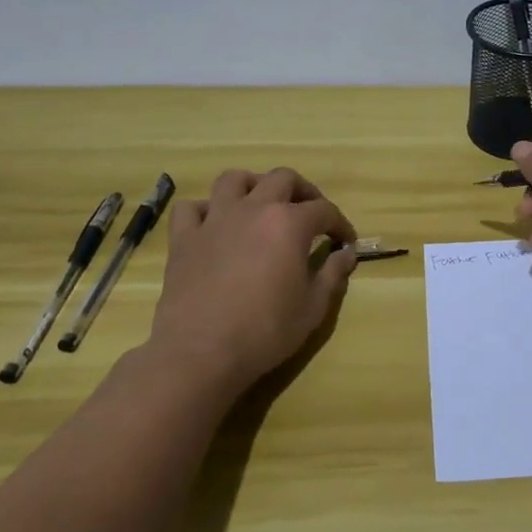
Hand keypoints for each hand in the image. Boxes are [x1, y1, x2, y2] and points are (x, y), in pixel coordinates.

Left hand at [145, 167, 356, 400]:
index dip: (340, 224)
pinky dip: (205, 210)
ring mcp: (215, 220)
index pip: (324, 210)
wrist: (201, 352)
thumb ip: (333, 274)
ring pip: (233, 179)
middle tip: (309, 214)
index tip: (345, 241)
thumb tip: (347, 254)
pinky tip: (214, 226)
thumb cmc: (265, 331)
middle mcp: (253, 209)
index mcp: (289, 223)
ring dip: (253, 186)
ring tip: (261, 205)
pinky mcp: (184, 238)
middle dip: (303, 191)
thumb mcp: (313, 308)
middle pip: (282, 178)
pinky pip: (191, 208)